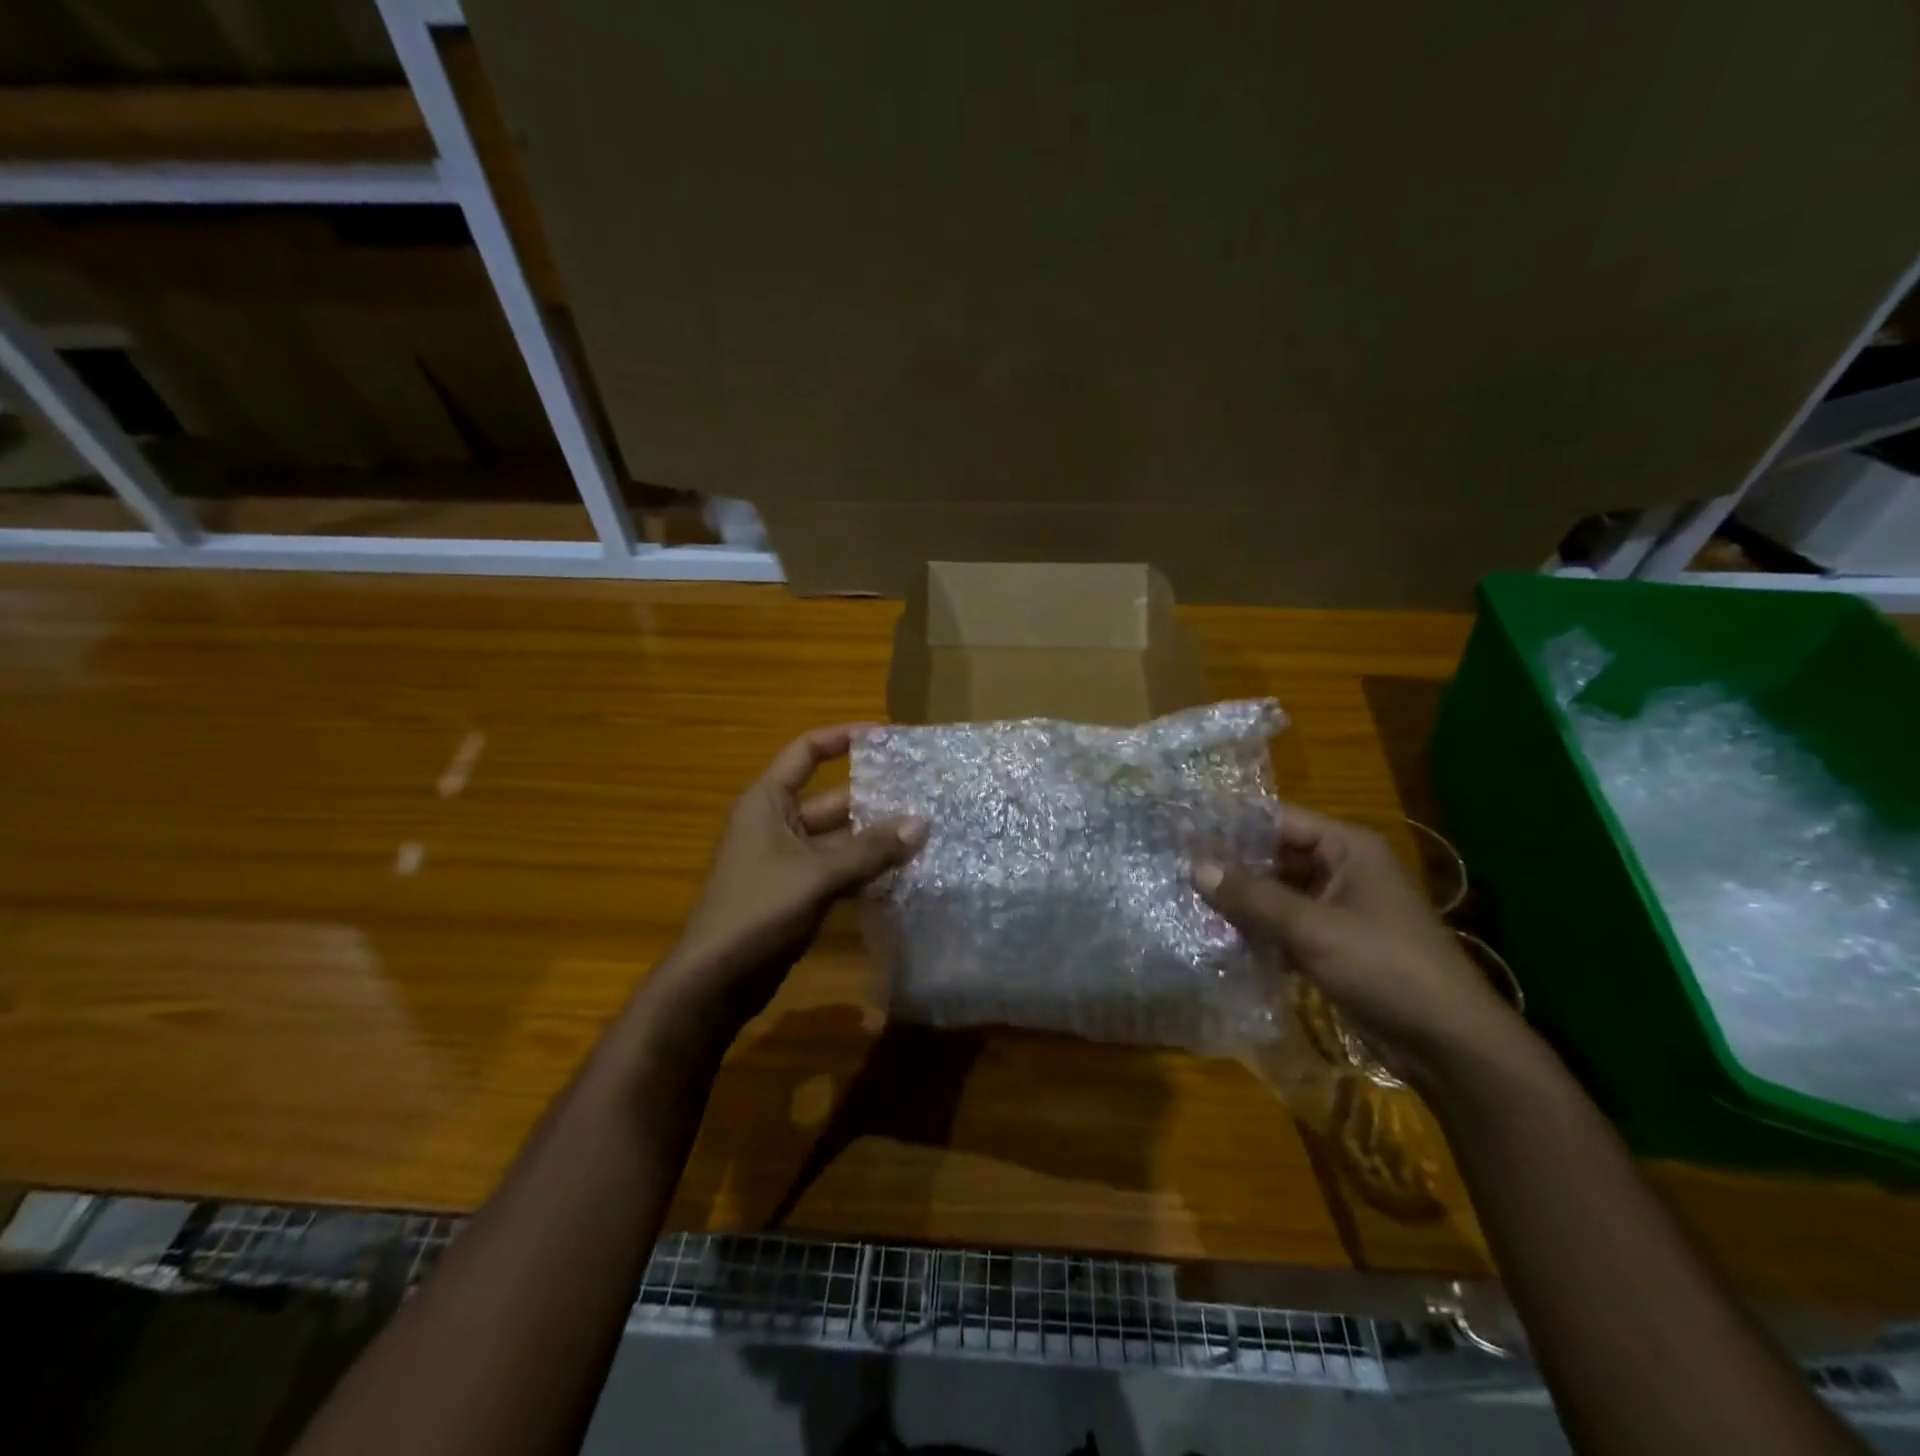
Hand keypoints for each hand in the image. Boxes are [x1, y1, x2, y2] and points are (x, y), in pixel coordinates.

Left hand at [658, 725, 925, 1034]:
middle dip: (873, 799)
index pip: (807, 752)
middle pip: (831, 798)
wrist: (715, 983)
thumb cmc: (758, 911)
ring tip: (923, 835)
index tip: (887, 737)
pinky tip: (901, 875)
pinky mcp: (795, 893)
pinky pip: (836, 870)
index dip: (843, 738)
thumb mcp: (817, 874)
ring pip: (838, 838)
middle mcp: (776, 823)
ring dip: (873, 839)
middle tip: (923, 798)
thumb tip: (922, 824)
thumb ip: (870, 850)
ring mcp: (785, 861)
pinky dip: (864, 871)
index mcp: (768, 802)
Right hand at [1193, 807, 1521, 1087]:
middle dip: (1232, 864)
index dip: (1234, 824)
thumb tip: (1195, 867)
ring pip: (1277, 894)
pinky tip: (1215, 934)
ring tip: (1185, 897)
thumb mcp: (1312, 927)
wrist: (1446, 1043)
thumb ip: (1252, 896)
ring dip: (1240, 900)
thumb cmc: (1384, 967)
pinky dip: (1256, 930)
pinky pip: (1285, 926)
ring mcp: (1338, 910)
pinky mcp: (1332, 945)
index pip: (1280, 821)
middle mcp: (1343, 870)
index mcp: (1349, 849)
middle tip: (1176, 866)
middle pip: (1276, 857)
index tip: (1185, 830)